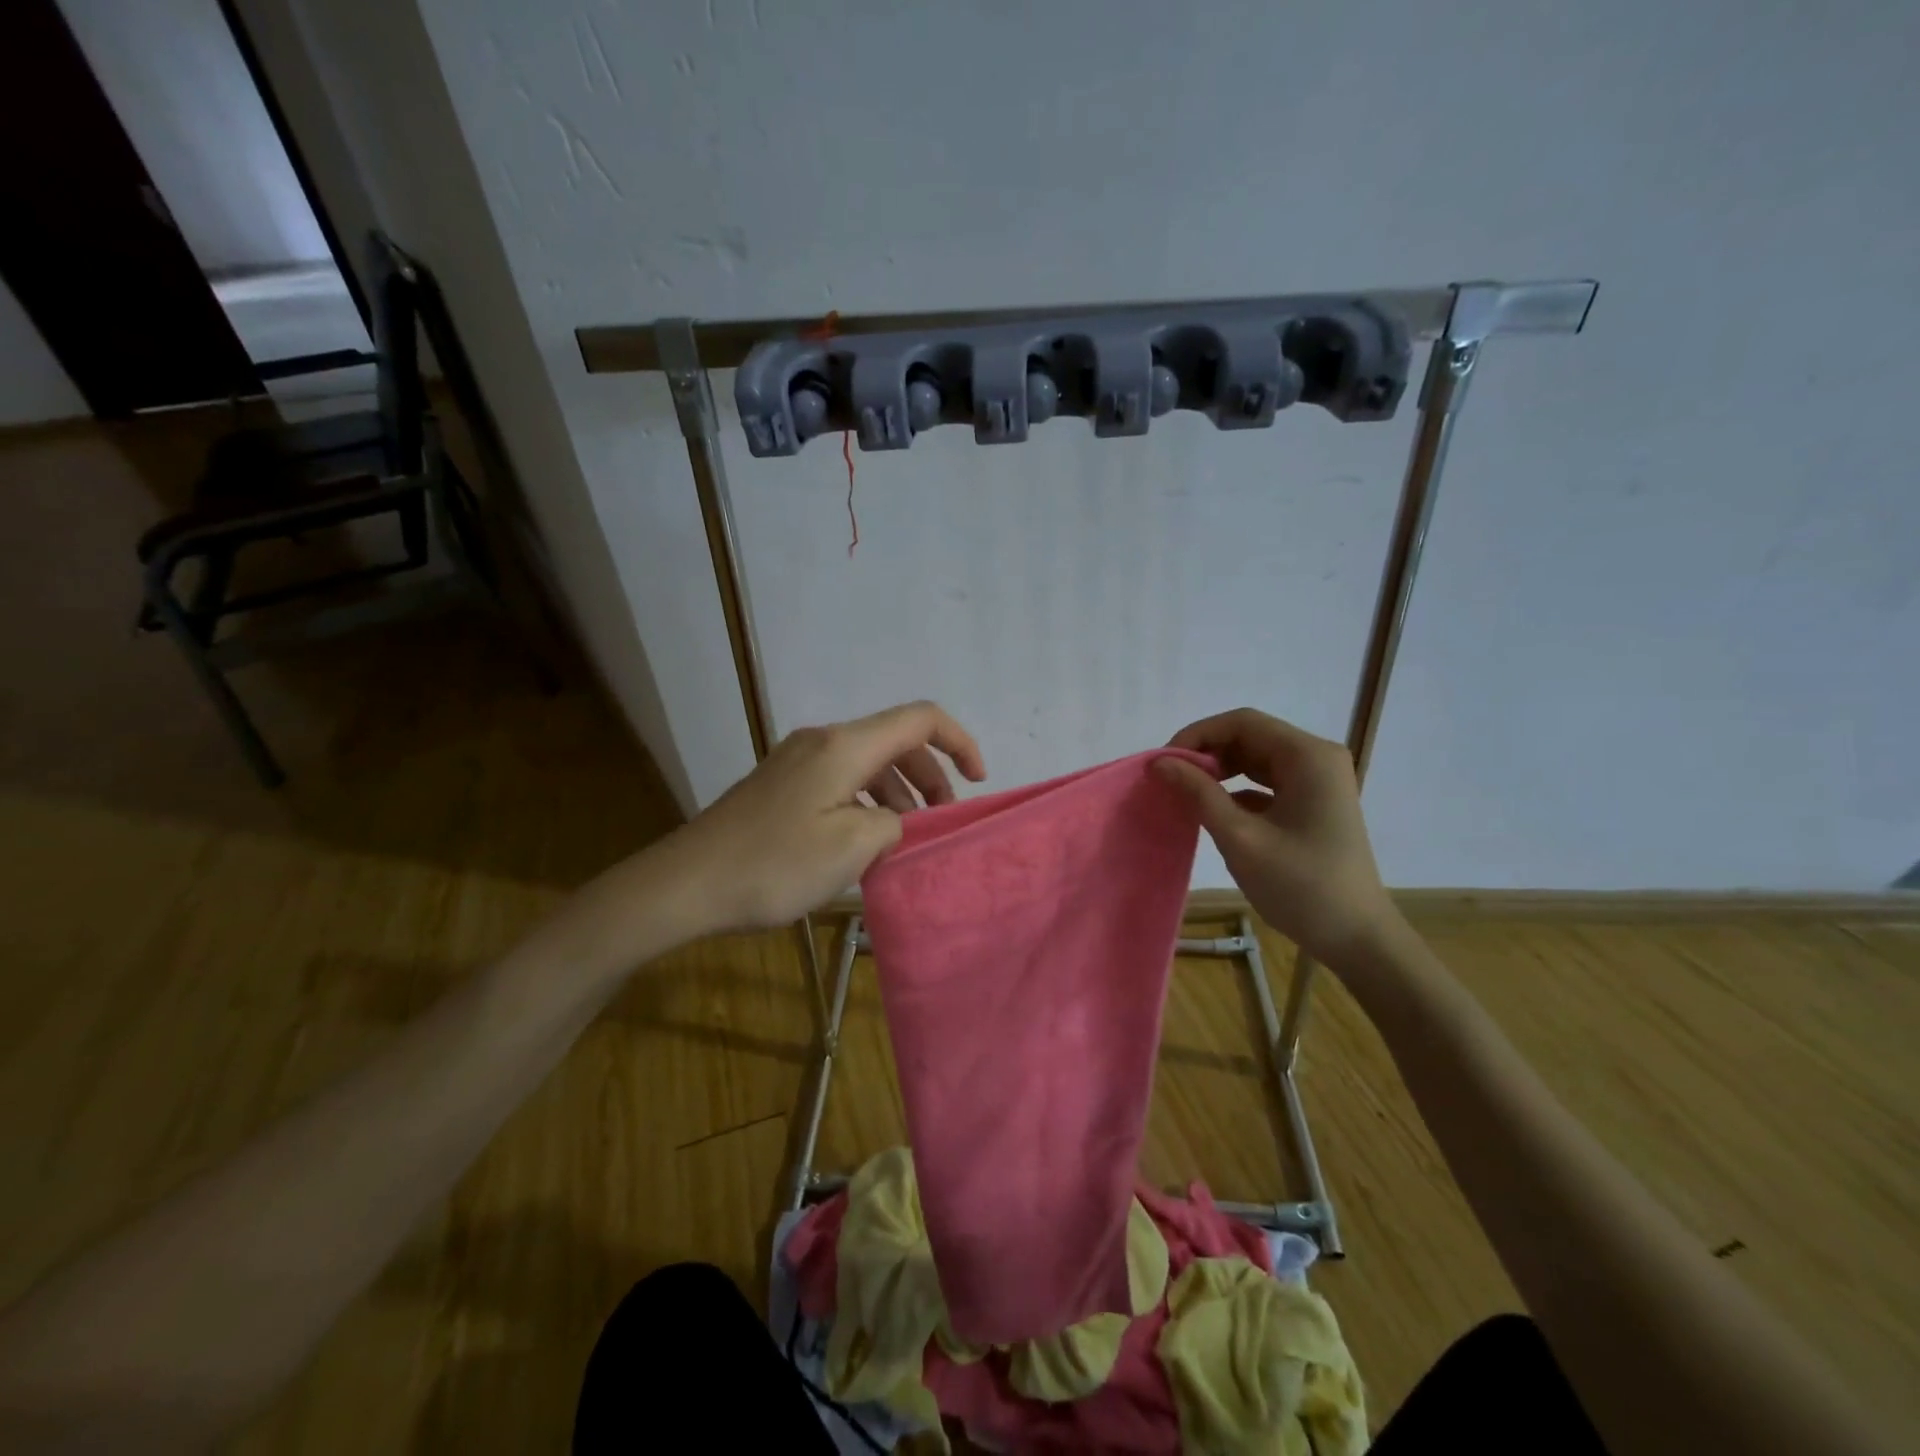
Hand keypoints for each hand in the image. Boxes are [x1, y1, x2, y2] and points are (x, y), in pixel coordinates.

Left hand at [669, 701, 986, 932]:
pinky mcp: (781, 784)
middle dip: (929, 776)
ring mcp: (797, 761)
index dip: (958, 741)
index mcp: (844, 746)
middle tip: (940, 824)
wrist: (687, 883)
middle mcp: (822, 741)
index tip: (978, 780)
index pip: (919, 719)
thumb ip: (894, 824)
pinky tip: (865, 842)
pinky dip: (867, 802)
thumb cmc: (775, 864)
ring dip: (897, 794)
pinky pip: (841, 780)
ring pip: (867, 763)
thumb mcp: (852, 847)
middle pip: (894, 741)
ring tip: (905, 839)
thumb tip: (896, 819)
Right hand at [1154, 708, 1402, 965]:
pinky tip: (1213, 810)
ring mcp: (1318, 782)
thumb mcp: (1241, 838)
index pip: (1242, 723)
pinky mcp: (1313, 804)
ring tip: (1185, 792)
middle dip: (1207, 753)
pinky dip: (1236, 789)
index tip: (1164, 763)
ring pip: (1256, 759)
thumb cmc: (1301, 886)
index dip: (1198, 735)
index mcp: (1308, 757)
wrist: (1357, 939)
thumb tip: (1160, 763)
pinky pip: (1267, 782)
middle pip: (1250, 736)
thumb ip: (1199, 794)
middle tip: (1170, 779)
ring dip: (1219, 770)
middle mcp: (1316, 759)